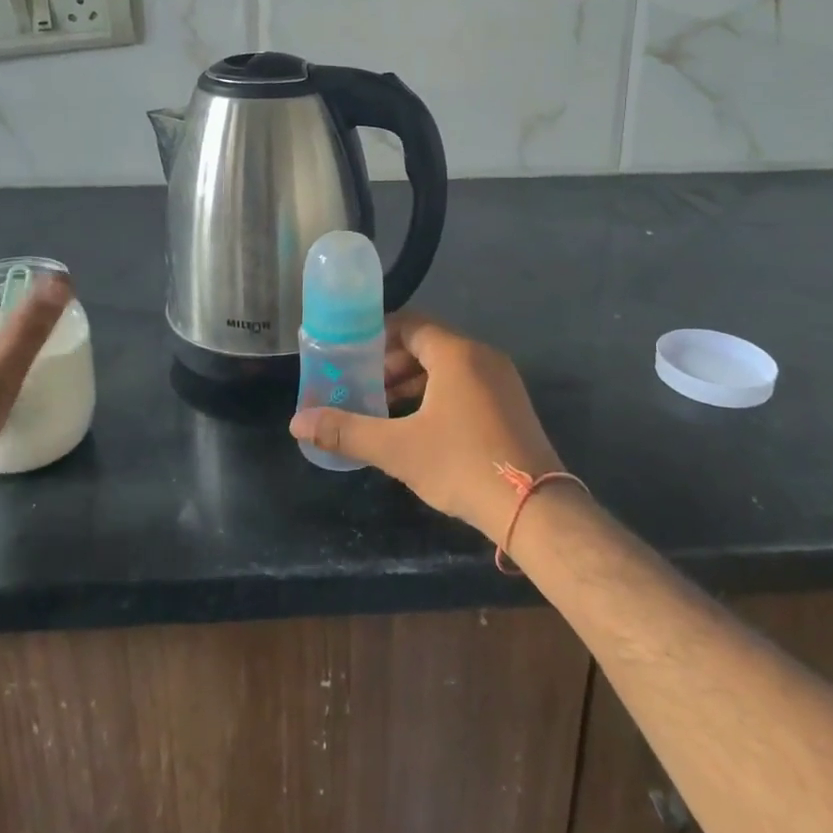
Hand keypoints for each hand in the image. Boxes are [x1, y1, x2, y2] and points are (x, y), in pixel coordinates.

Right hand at [291, 312, 562, 545]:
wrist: (536, 508)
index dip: (377, 336)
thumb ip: (346, 432)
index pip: (410, 324)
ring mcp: (502, 380)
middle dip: (392, 364)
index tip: (352, 356)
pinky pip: (467, 384)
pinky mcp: (512, 404)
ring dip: (415, 382)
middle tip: (364, 388)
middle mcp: (482, 356)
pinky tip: (422, 427)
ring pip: (449, 367)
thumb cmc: (462, 465)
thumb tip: (297, 423)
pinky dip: (439, 394)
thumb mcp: (397, 449)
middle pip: (428, 344)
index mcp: (456, 353)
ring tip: (386, 410)